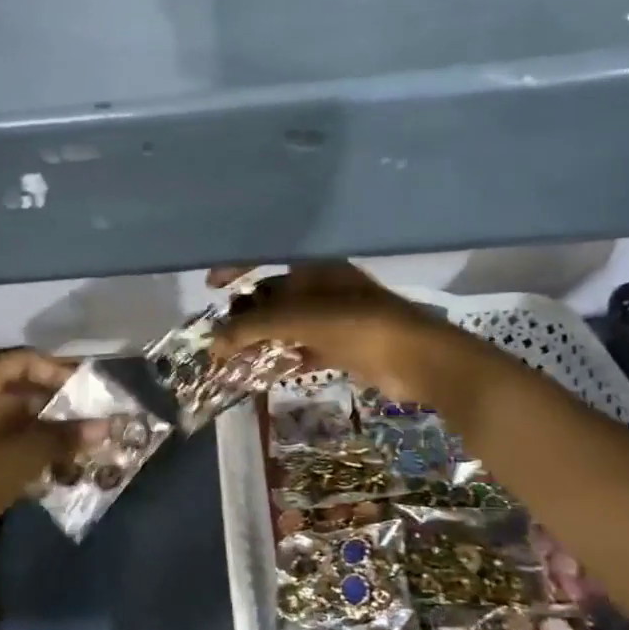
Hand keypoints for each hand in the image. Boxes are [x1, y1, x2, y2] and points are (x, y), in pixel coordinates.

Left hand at [0, 349, 80, 537]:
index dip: (62, 373)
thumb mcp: (25, 453)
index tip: (91, 392)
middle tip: (91, 419)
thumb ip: (66, 435)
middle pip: (21, 387)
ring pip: (14, 415)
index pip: (27, 360)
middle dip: (58, 405)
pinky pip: (3, 437)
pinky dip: (29, 446)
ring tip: (80, 444)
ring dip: (46, 429)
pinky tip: (56, 464)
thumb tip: (108, 426)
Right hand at [207, 263, 495, 407]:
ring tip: (233, 358)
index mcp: (314, 267)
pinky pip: (304, 347)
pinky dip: (285, 357)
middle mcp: (322, 286)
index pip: (266, 257)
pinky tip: (265, 372)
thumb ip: (253, 327)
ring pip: (287, 324)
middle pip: (273, 294)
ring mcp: (334, 316)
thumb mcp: (300, 320)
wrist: (418, 359)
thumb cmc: (358, 325)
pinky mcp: (343, 344)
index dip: (235, 268)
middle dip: (245, 313)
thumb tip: (213, 343)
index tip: (210, 286)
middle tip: (220, 334)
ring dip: (262, 339)